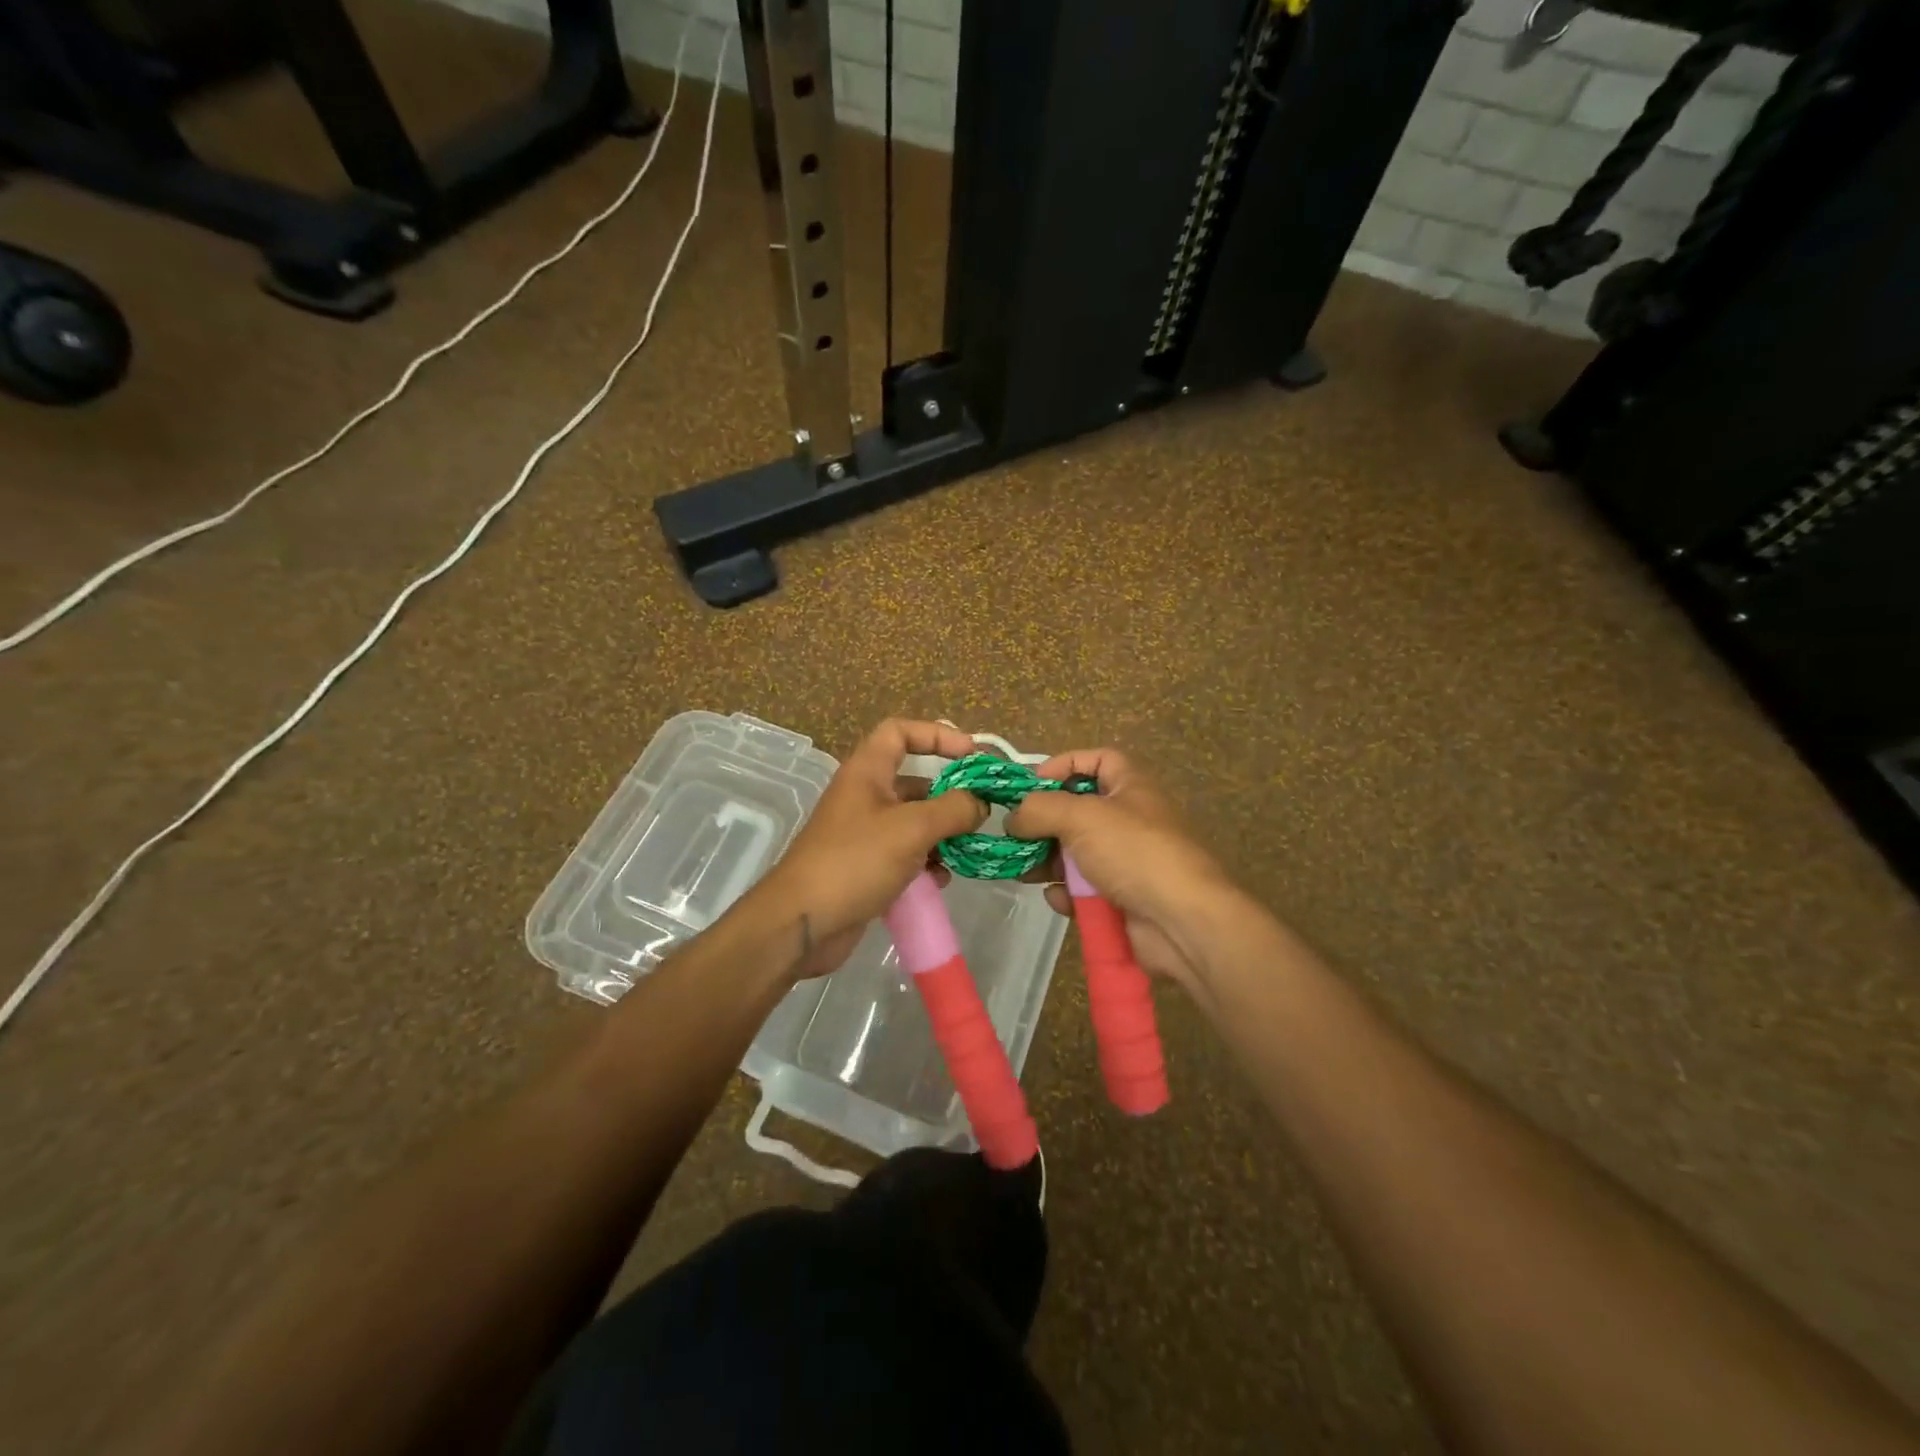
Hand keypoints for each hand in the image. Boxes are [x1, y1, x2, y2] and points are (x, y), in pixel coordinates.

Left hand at [751, 719, 986, 979]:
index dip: (936, 734)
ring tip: (967, 848)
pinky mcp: (867, 867)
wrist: (801, 923)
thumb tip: (980, 802)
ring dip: (943, 833)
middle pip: (914, 781)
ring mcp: (864, 834)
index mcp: (866, 772)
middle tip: (983, 810)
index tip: (971, 754)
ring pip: (914, 821)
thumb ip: (953, 809)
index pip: (900, 732)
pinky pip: (906, 854)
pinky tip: (942, 878)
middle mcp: (865, 796)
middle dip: (949, 794)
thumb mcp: (911, 829)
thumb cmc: (855, 861)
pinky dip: (927, 862)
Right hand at [1005, 748, 1234, 994]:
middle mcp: (1129, 820)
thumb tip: (1013, 818)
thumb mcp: (1082, 816)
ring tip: (1022, 871)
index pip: (1097, 760)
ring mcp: (1125, 862)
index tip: (1031, 783)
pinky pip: (1083, 890)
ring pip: (1075, 854)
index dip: (1064, 764)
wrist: (1182, 922)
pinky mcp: (1119, 899)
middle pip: (1077, 811)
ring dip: (1046, 861)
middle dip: (1044, 823)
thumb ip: (1039, 809)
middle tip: (1014, 835)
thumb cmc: (1134, 852)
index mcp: (1130, 787)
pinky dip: (1067, 894)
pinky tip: (1059, 899)